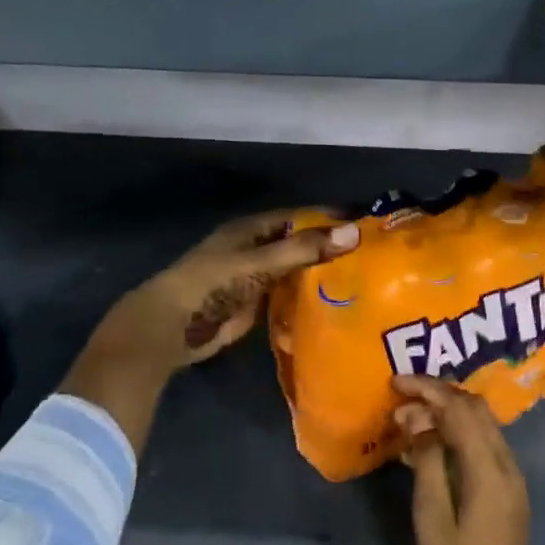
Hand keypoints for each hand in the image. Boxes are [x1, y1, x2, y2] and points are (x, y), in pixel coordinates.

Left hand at [63, 212, 357, 453]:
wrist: (172, 327)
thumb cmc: (211, 284)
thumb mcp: (259, 262)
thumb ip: (304, 249)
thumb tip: (354, 233)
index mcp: (252, 229)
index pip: (300, 217)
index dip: (329, 219)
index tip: (366, 224)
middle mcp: (256, 249)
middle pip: (299, 244)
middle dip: (330, 248)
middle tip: (372, 257)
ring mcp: (256, 278)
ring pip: (296, 271)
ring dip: (322, 275)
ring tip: (363, 280)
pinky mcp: (256, 305)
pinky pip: (289, 296)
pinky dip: (309, 298)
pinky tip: (337, 304)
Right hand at [393, 375, 540, 544]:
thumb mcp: (433, 520)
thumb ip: (428, 464)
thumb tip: (418, 420)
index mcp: (488, 470)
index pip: (460, 409)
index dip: (428, 389)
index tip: (396, 382)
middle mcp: (506, 464)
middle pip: (475, 409)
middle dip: (437, 395)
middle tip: (400, 399)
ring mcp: (511, 476)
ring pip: (481, 424)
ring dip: (446, 413)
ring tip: (408, 420)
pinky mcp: (508, 488)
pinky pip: (482, 444)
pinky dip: (456, 433)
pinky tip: (428, 446)